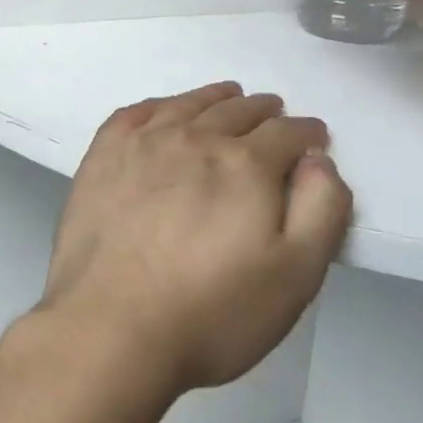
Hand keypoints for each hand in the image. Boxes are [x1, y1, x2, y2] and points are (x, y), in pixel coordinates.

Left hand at [40, 84, 351, 395]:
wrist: (110, 327)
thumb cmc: (212, 312)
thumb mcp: (295, 275)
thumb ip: (320, 210)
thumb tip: (319, 161)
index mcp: (244, 164)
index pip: (287, 134)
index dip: (307, 133)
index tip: (314, 138)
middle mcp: (194, 139)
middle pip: (237, 111)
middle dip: (265, 112)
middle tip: (274, 114)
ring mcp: (142, 144)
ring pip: (188, 105)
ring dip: (215, 98)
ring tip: (229, 96)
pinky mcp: (102, 157)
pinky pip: (135, 113)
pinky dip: (159, 105)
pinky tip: (164, 111)